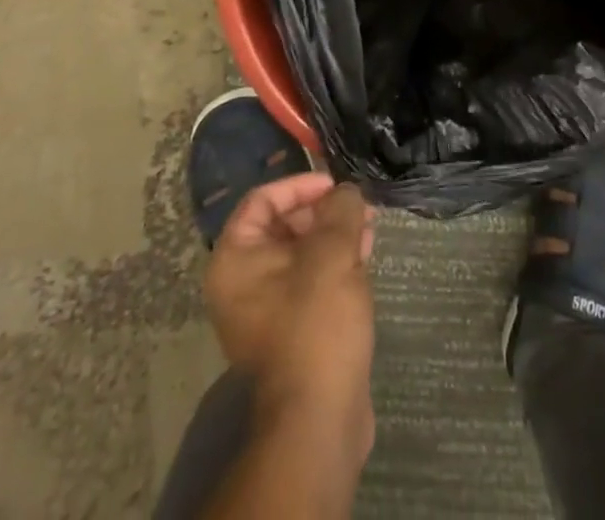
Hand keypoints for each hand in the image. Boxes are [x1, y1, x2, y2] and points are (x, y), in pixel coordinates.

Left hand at [203, 174, 376, 459]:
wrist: (319, 419)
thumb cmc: (316, 323)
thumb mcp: (332, 254)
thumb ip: (339, 210)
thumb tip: (346, 192)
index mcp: (235, 260)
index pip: (262, 200)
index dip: (300, 185)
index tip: (335, 185)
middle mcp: (241, 283)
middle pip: (282, 225)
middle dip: (324, 211)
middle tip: (360, 206)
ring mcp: (265, 311)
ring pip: (301, 254)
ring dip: (335, 235)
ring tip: (369, 226)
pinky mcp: (291, 331)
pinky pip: (310, 282)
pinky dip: (335, 264)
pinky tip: (364, 256)